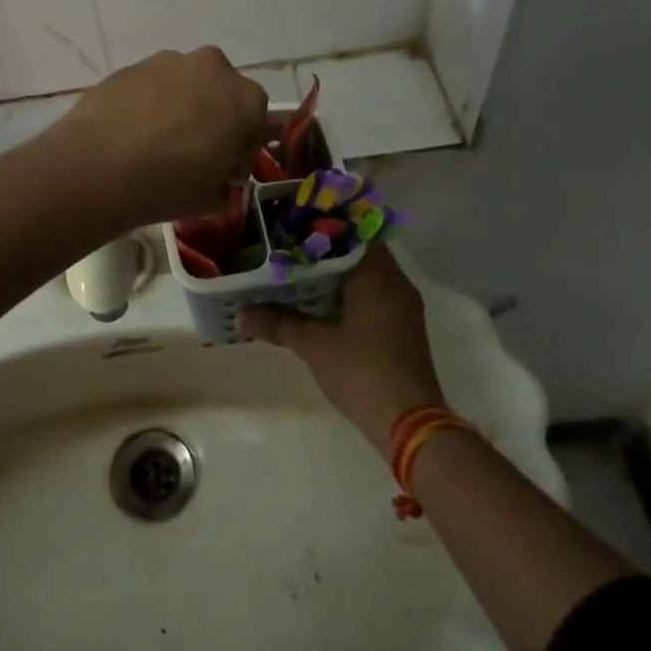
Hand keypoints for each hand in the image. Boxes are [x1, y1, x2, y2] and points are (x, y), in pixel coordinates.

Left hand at [51, 47, 268, 226]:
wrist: (100, 165)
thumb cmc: (171, 184)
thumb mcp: (214, 197)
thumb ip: (226, 177)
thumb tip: (218, 170)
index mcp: (246, 98)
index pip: (255, 121)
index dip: (240, 147)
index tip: (223, 170)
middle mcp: (213, 67)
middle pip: (219, 92)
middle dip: (211, 116)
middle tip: (192, 153)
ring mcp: (168, 61)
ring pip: (183, 84)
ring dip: (178, 106)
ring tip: (154, 143)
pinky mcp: (131, 65)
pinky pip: (149, 86)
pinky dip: (146, 104)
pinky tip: (130, 134)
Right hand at [238, 245, 446, 449]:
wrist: (409, 425)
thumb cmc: (362, 371)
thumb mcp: (314, 344)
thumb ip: (278, 322)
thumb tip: (241, 313)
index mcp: (378, 275)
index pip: (353, 232)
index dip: (324, 226)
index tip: (295, 225)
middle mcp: (395, 283)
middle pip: (358, 252)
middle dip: (325, 250)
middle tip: (288, 247)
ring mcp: (402, 307)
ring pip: (366, 275)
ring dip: (336, 273)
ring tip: (297, 271)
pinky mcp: (401, 328)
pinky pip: (372, 294)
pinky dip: (348, 292)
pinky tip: (319, 302)